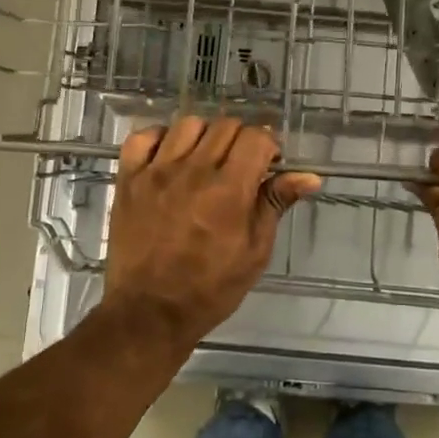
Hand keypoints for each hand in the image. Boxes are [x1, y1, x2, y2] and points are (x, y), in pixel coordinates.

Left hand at [104, 116, 320, 346]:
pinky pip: (143, 137)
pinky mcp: (129, 179)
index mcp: (229, 190)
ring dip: (205, 136)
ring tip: (205, 161)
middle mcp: (193, 171)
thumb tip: (309, 176)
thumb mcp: (255, 252)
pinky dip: (160, 139)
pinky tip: (169, 158)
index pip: (255, 137)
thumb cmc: (210, 288)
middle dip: (241, 140)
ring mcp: (156, 172)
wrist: (149, 312)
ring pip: (188, 124)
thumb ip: (276, 205)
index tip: (268, 164)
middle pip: (225, 126)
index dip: (268, 146)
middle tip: (241, 166)